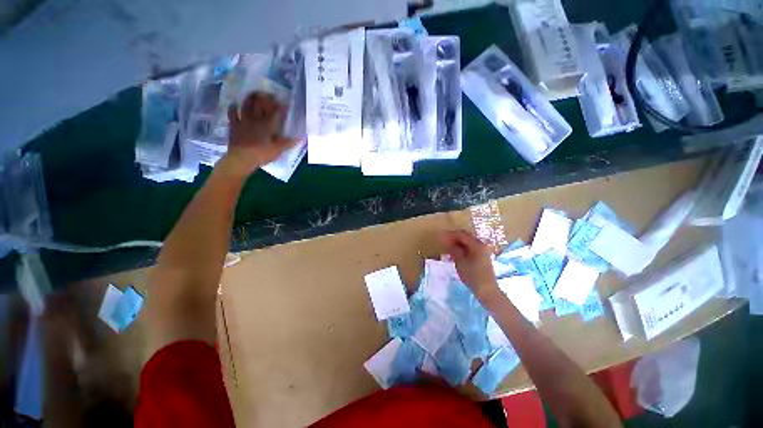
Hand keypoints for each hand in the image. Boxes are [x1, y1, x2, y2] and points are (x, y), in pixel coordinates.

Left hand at [221, 92, 296, 176]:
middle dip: (265, 97)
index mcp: (268, 124)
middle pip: (260, 104)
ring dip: (250, 98)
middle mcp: (256, 119)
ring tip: (254, 94)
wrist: (241, 158)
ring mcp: (243, 120)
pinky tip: (234, 104)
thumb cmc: (262, 154)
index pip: (275, 111)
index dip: (280, 106)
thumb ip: (289, 142)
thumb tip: (301, 137)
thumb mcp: (278, 150)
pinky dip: (233, 107)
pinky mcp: (234, 125)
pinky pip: (232, 113)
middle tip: (269, 94)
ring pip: (246, 105)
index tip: (285, 102)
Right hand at [440, 230, 499, 300]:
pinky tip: (454, 254)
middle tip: (443, 241)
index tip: (441, 236)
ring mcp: (483, 252)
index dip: (451, 235)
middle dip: (454, 238)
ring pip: (468, 243)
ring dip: (457, 244)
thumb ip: (454, 249)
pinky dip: (462, 249)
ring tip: (447, 248)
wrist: (487, 290)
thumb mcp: (460, 262)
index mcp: (477, 245)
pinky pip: (470, 249)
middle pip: (466, 237)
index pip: (462, 235)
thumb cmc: (472, 276)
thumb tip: (447, 241)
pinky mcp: (482, 258)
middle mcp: (481, 245)